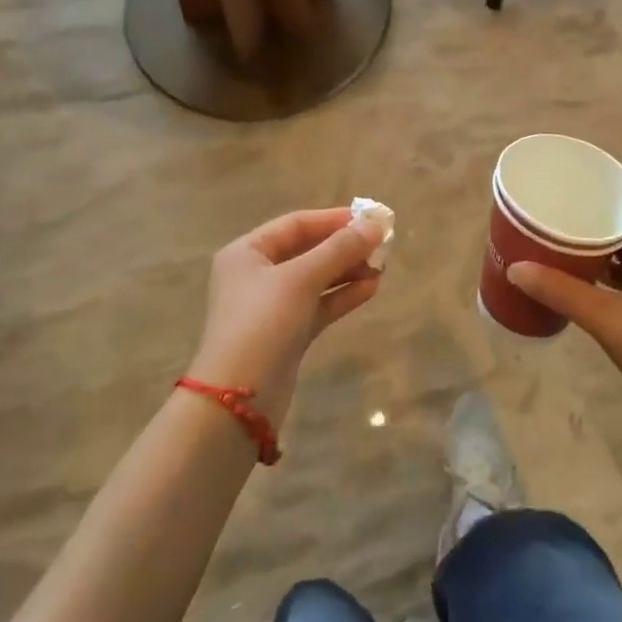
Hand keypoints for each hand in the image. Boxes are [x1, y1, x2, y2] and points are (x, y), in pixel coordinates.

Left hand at [189, 209, 383, 428]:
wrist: (238, 401)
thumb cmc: (263, 323)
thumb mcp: (301, 278)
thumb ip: (339, 249)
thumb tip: (375, 224)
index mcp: (247, 253)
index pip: (296, 224)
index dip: (333, 219)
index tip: (370, 220)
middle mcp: (257, 275)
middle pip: (307, 250)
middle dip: (344, 247)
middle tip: (382, 245)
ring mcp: (272, 307)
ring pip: (316, 279)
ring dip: (348, 271)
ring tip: (382, 268)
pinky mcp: (287, 334)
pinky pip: (319, 305)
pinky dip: (343, 296)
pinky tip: (371, 289)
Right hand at [507, 211, 621, 443]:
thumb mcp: (607, 319)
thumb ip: (561, 292)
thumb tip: (516, 269)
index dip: (601, 196)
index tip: (566, 193)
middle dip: (593, 226)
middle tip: (555, 222)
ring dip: (601, 254)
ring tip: (561, 249)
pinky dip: (610, 279)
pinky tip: (583, 287)